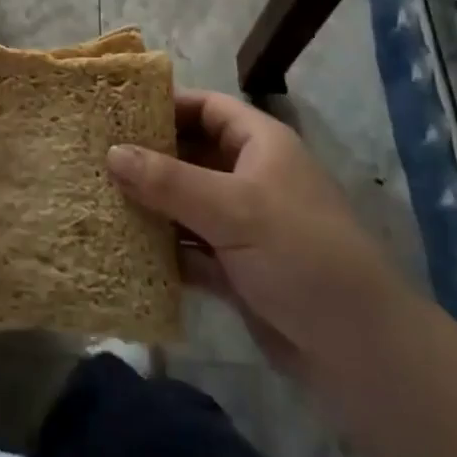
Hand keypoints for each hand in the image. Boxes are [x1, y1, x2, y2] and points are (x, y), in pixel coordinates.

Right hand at [107, 91, 407, 378]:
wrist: (361, 351)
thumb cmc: (300, 253)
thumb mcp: (232, 209)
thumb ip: (168, 180)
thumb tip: (111, 152)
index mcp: (260, 144)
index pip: (206, 107)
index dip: (166, 105)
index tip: (117, 112)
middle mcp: (250, 176)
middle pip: (191, 154)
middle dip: (149, 158)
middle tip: (95, 157)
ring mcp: (244, 225)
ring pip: (187, 203)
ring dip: (151, 205)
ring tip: (98, 199)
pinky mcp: (238, 269)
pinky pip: (191, 248)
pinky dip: (164, 248)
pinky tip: (124, 248)